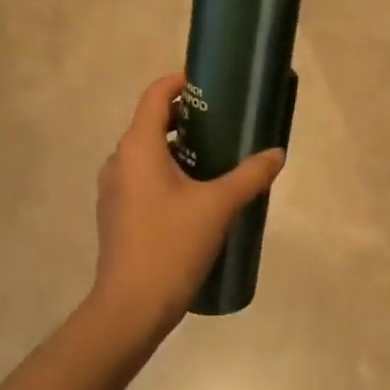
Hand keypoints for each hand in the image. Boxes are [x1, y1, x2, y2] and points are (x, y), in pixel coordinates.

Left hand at [91, 71, 285, 340]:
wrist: (130, 307)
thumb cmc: (172, 245)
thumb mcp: (218, 206)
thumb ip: (250, 176)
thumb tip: (276, 154)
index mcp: (137, 147)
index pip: (155, 95)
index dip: (180, 82)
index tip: (210, 86)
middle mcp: (118, 160)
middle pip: (150, 122)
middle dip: (185, 117)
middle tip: (222, 123)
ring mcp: (112, 188)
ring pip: (145, 152)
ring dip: (176, 147)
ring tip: (214, 158)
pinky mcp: (115, 213)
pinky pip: (141, 177)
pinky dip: (165, 171)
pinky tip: (194, 194)